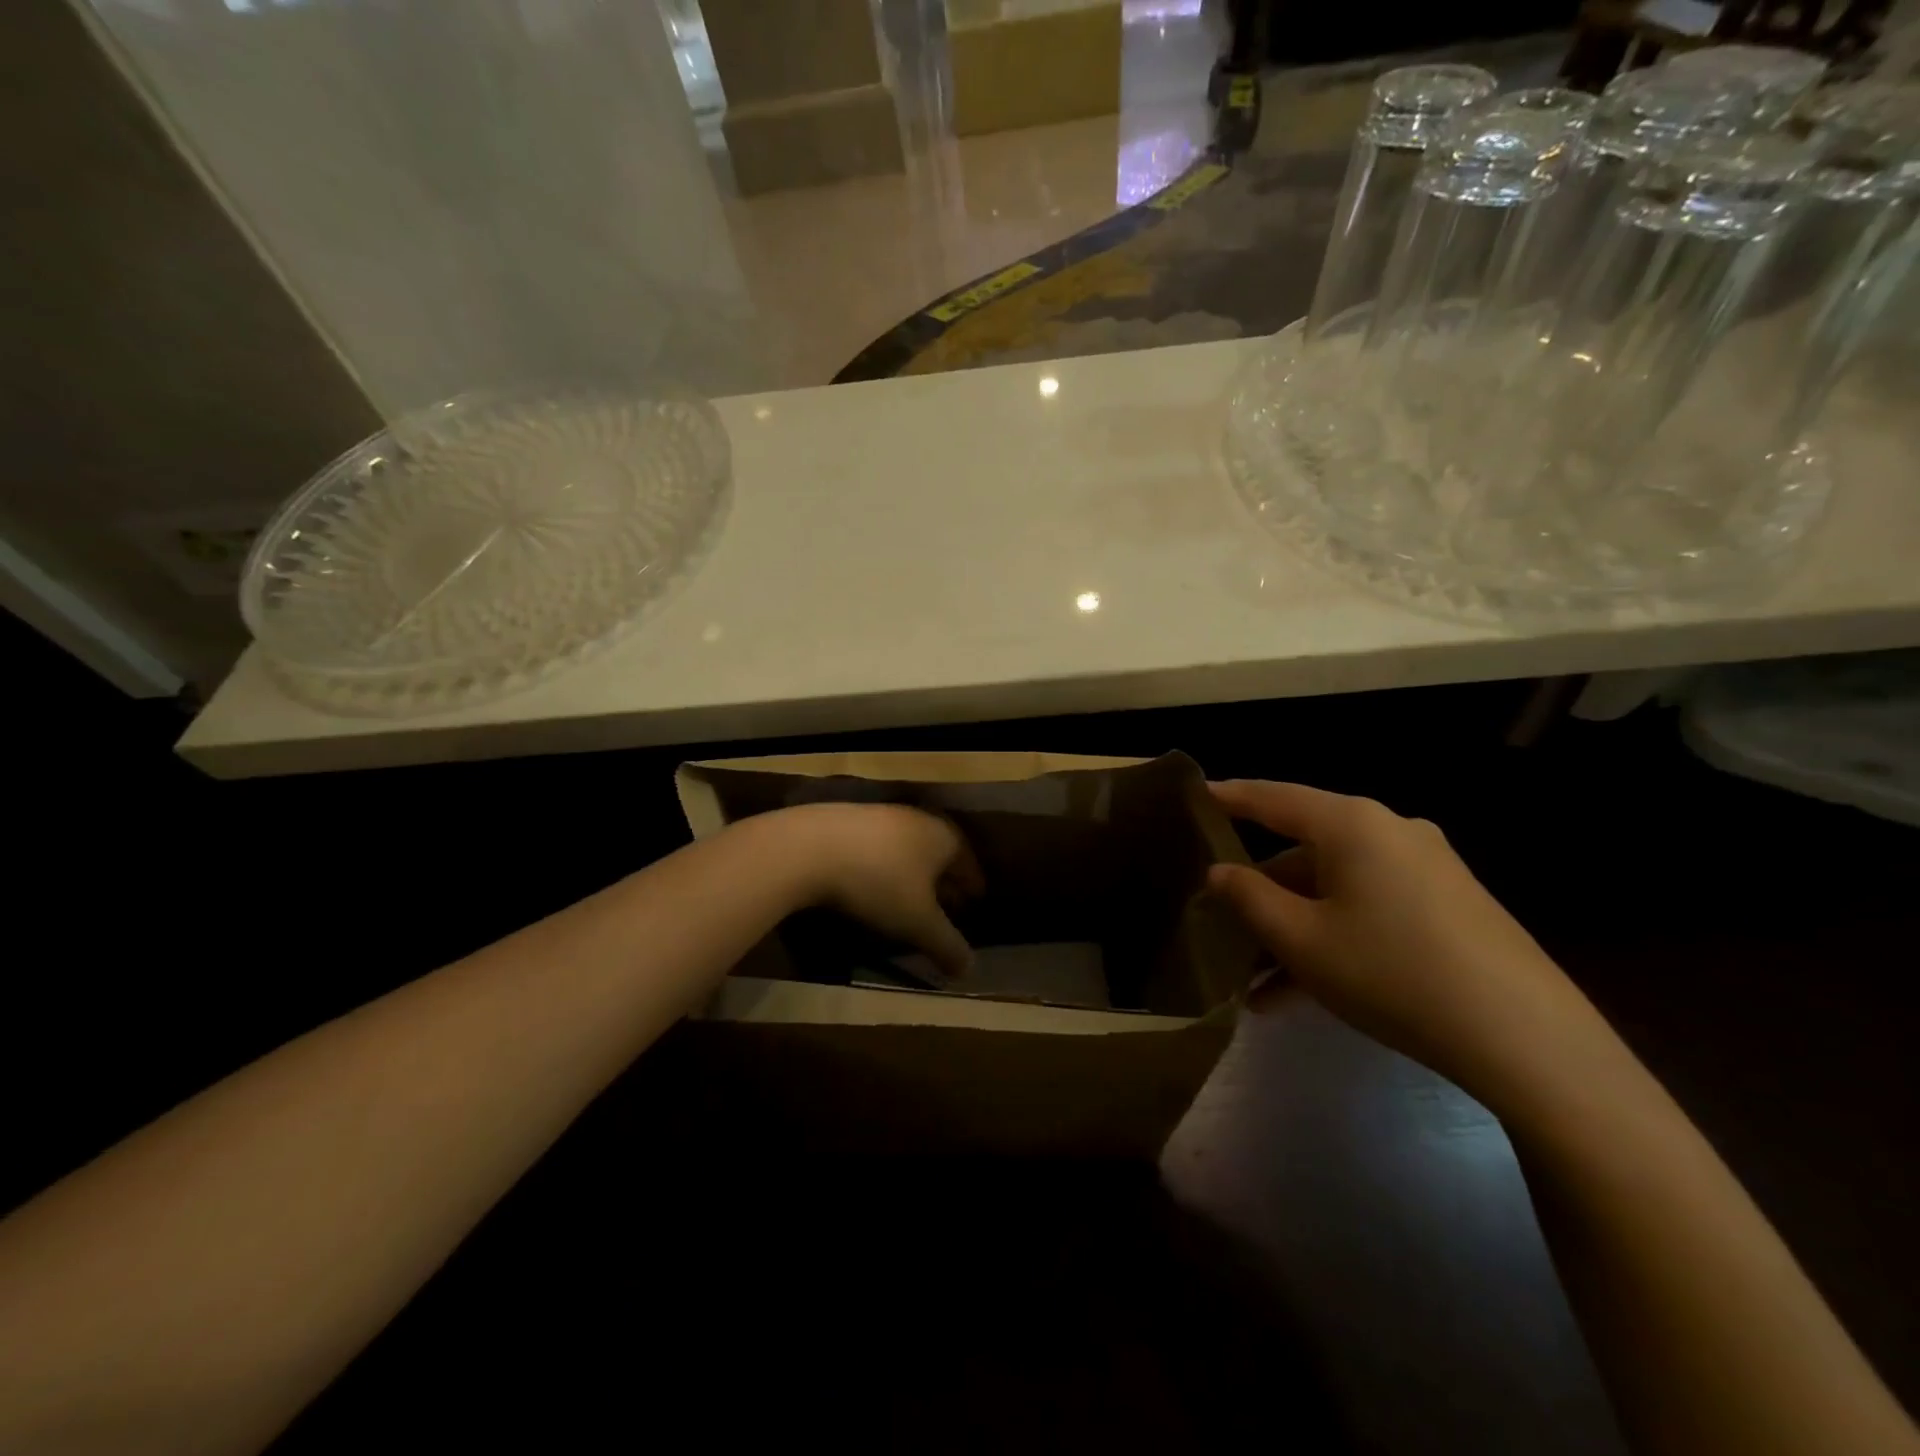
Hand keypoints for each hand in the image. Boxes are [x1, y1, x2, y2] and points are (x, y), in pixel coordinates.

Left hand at [760, 802, 981, 977]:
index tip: (973, 907)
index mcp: (945, 836)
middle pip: (939, 855)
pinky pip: (878, 848)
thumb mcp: (918, 923)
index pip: (969, 865)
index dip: (972, 890)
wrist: (809, 847)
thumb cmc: (878, 882)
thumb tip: (969, 969)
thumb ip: (947, 945)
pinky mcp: (848, 818)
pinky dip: (882, 867)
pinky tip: (869, 886)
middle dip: (942, 882)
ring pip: (907, 849)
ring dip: (910, 875)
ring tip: (905, 901)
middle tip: (943, 909)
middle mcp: (918, 818)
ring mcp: (881, 814)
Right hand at [1207, 780, 1612, 1108]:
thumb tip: (1219, 872)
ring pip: (1335, 890)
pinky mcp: (1448, 907)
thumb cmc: (1392, 971)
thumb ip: (1248, 898)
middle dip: (1260, 894)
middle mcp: (1389, 833)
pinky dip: (1333, 940)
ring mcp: (1425, 870)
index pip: (1272, 798)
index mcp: (1351, 824)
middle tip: (1220, 924)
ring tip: (1255, 987)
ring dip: (1293, 930)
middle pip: (1304, 852)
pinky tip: (1302, 997)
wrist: (1526, 1039)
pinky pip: (1370, 911)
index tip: (1196, 795)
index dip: (1229, 798)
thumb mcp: (1301, 939)